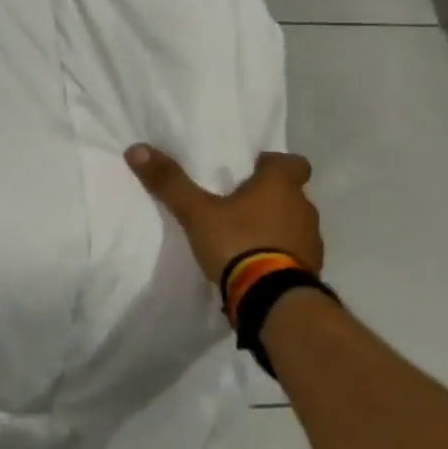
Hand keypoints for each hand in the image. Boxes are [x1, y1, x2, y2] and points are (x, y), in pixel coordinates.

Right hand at [126, 145, 322, 284]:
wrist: (272, 299)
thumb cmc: (238, 243)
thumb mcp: (196, 212)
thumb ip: (170, 182)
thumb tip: (136, 149)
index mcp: (281, 187)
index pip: (293, 163)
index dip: (274, 164)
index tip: (252, 170)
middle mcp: (303, 208)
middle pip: (291, 193)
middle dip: (269, 196)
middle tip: (237, 202)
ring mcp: (311, 241)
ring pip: (293, 223)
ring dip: (275, 225)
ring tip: (243, 235)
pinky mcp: (309, 270)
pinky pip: (294, 252)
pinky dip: (278, 252)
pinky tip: (254, 263)